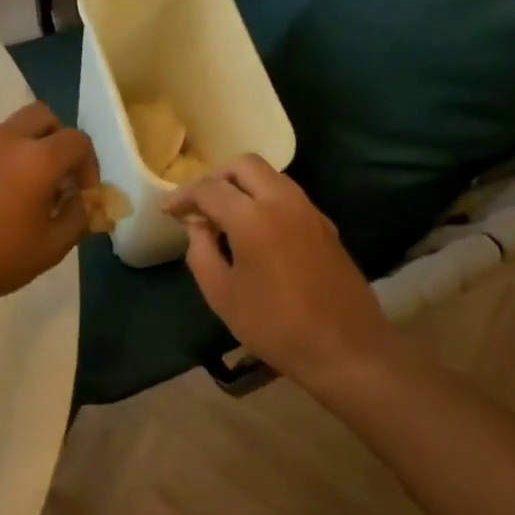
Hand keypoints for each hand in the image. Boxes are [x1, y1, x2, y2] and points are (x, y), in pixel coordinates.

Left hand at [0, 102, 96, 317]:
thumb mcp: (51, 248)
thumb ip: (77, 219)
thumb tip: (80, 203)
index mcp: (37, 158)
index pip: (77, 140)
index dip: (89, 165)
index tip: (84, 193)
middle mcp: (6, 141)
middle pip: (43, 116)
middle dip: (59, 139)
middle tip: (60, 175)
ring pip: (12, 131)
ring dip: (29, 150)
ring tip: (28, 193)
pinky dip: (2, 163)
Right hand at [163, 156, 392, 385]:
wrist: (346, 349)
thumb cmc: (275, 326)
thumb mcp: (222, 295)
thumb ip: (200, 252)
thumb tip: (197, 226)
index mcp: (252, 218)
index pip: (209, 189)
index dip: (183, 196)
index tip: (168, 211)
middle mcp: (282, 201)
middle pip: (244, 165)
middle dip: (215, 177)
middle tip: (198, 204)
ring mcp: (309, 210)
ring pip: (270, 176)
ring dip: (242, 185)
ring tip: (223, 215)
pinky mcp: (324, 224)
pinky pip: (288, 195)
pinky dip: (264, 198)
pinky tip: (254, 229)